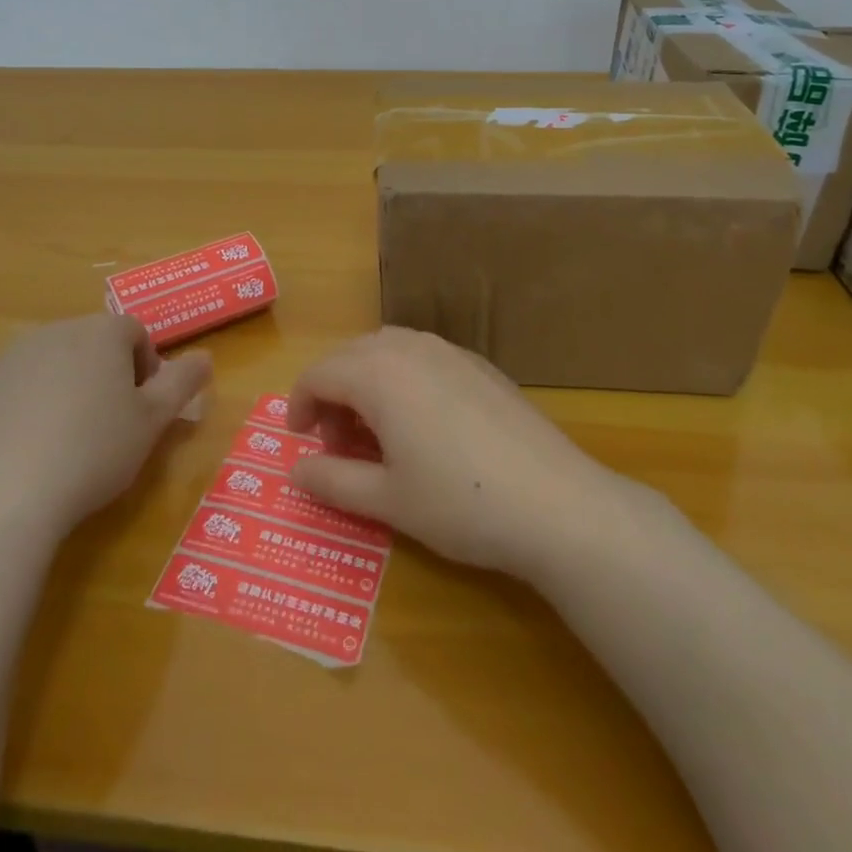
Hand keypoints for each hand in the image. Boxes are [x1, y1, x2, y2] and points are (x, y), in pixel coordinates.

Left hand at [0, 314, 211, 540]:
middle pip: (90, 343)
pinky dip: (20, 409)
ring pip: (48, 364)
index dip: (146, 366)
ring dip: (62, 388)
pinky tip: (23, 451)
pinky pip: (8, 391)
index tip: (144, 407)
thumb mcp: (153, 422)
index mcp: (101, 333)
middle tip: (109, 425)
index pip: (135, 333)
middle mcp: (53, 332)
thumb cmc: (93, 452)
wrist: (1, 496)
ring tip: (65, 440)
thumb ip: (182, 383)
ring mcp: (7, 359)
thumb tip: (205, 357)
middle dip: (104, 374)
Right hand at [286, 327, 625, 578]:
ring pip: (388, 349)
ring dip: (367, 382)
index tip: (300, 443)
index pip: (320, 373)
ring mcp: (451, 352)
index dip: (299, 405)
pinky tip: (422, 424)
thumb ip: (332, 481)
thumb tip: (295, 471)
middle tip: (337, 444)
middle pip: (351, 355)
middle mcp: (411, 348)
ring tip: (377, 433)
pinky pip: (424, 357)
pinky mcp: (481, 366)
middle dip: (333, 393)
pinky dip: (403, 379)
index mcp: (379, 373)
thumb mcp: (386, 500)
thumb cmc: (459, 503)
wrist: (556, 503)